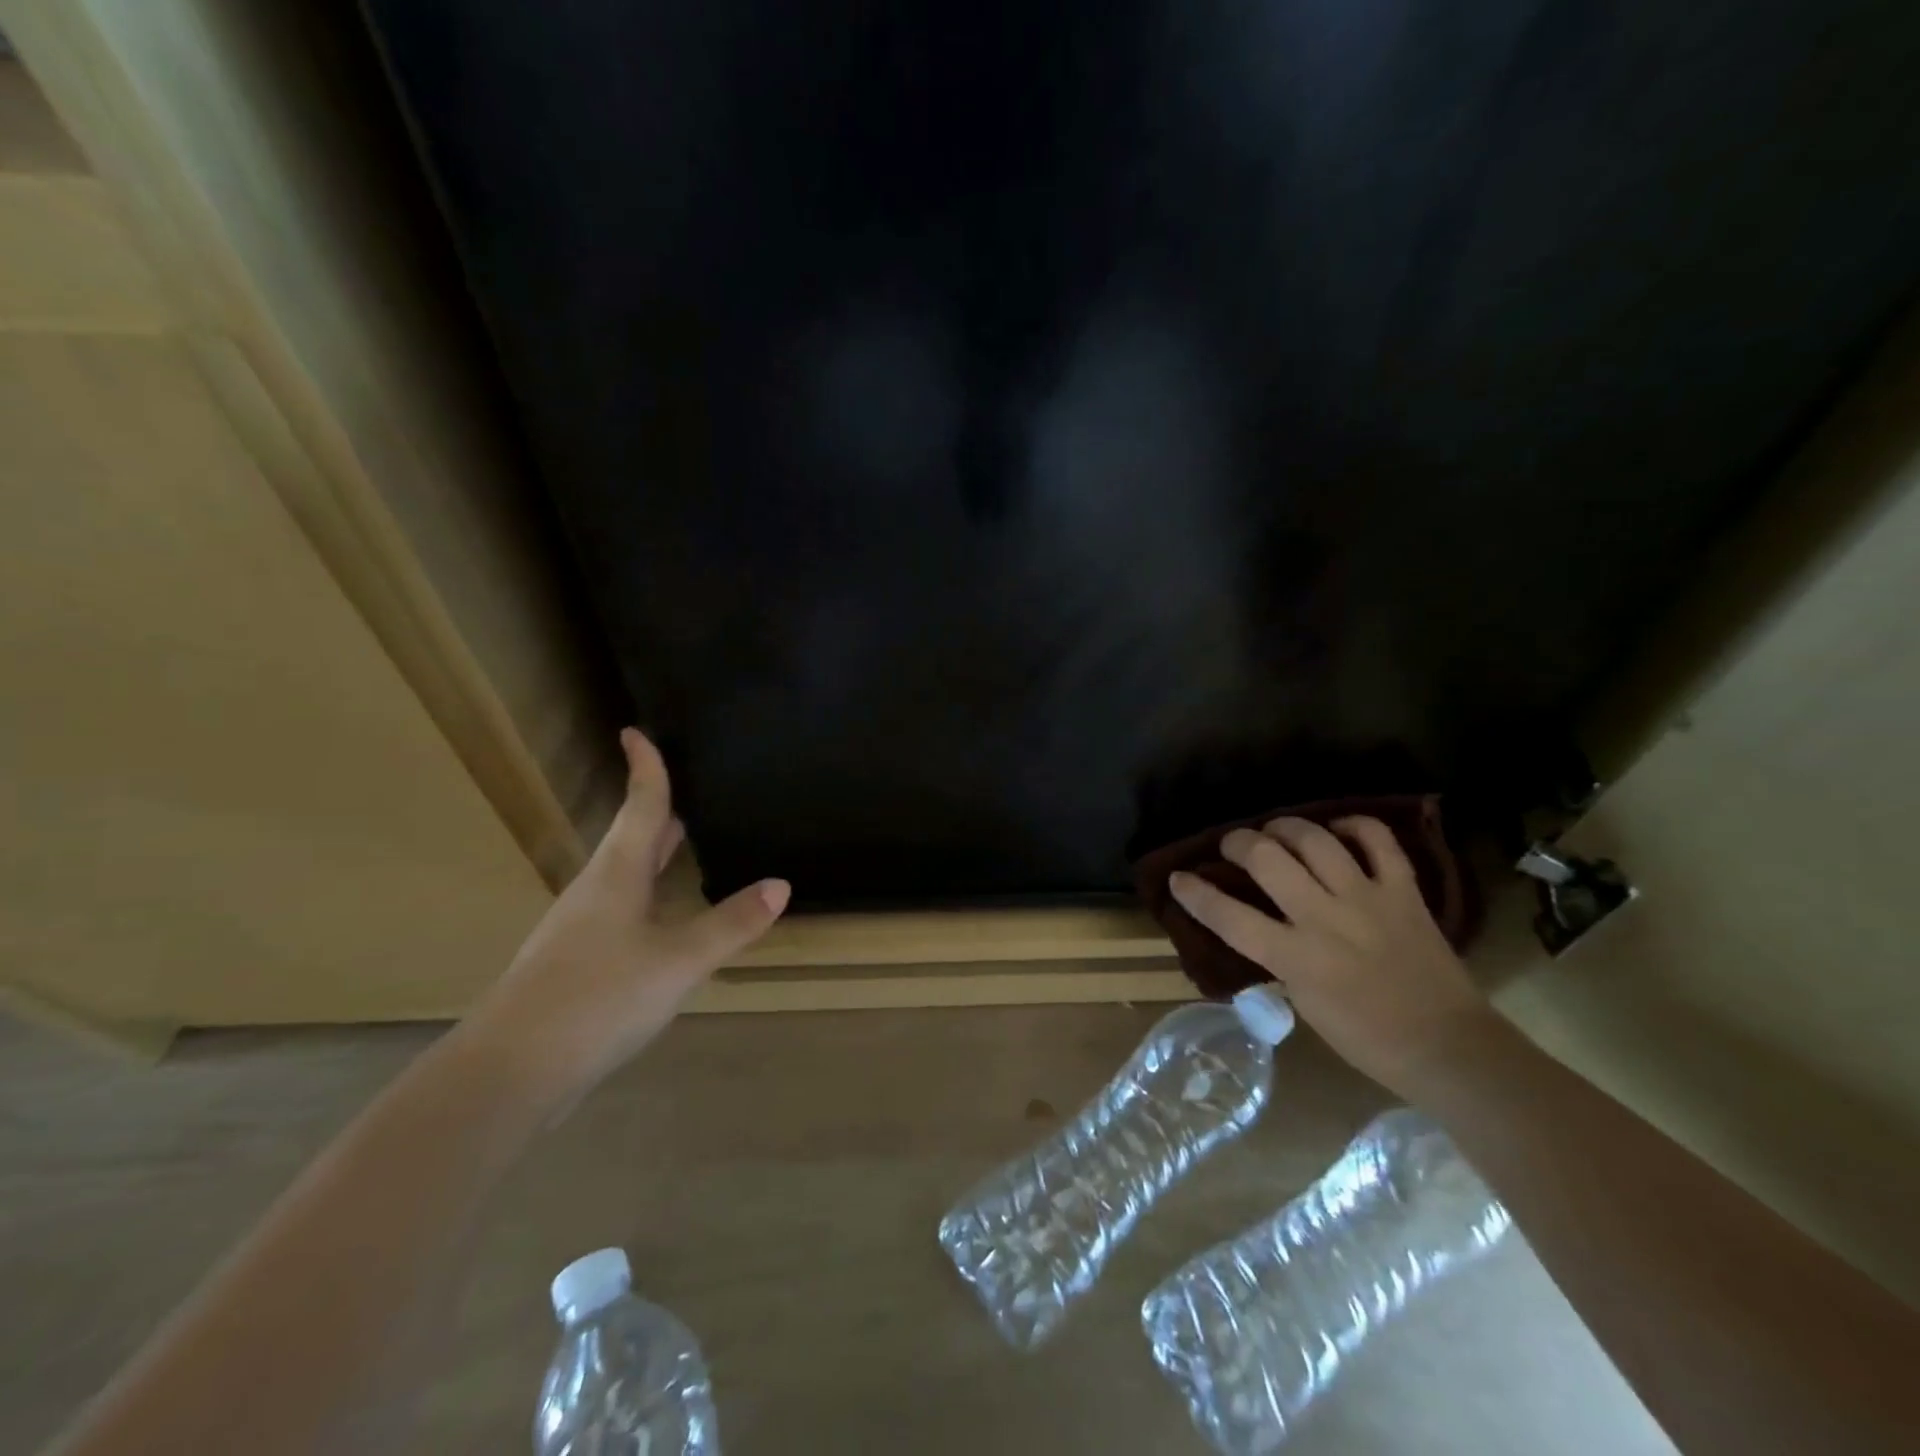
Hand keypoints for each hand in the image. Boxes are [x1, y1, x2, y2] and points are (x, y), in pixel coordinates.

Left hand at [460, 728, 788, 1105]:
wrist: (508, 1072)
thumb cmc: (598, 997)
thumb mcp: (679, 960)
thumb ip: (731, 923)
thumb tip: (780, 884)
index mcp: (618, 875)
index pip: (640, 806)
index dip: (645, 769)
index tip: (636, 731)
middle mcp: (594, 892)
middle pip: (630, 839)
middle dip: (656, 812)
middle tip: (686, 791)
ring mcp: (578, 930)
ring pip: (622, 877)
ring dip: (650, 856)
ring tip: (681, 848)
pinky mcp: (572, 965)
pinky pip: (617, 912)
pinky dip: (645, 897)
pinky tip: (661, 922)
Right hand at [1168, 816, 1505, 1096]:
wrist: (1448, 1048)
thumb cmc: (1367, 1039)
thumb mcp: (1304, 1004)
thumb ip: (1278, 960)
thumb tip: (1255, 929)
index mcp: (1296, 958)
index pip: (1229, 917)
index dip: (1195, 894)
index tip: (1178, 878)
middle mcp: (1326, 919)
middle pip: (1268, 859)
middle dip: (1239, 843)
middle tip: (1233, 845)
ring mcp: (1367, 899)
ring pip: (1316, 840)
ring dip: (1286, 827)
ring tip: (1276, 831)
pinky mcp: (1404, 891)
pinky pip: (1378, 841)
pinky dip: (1354, 826)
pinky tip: (1338, 830)